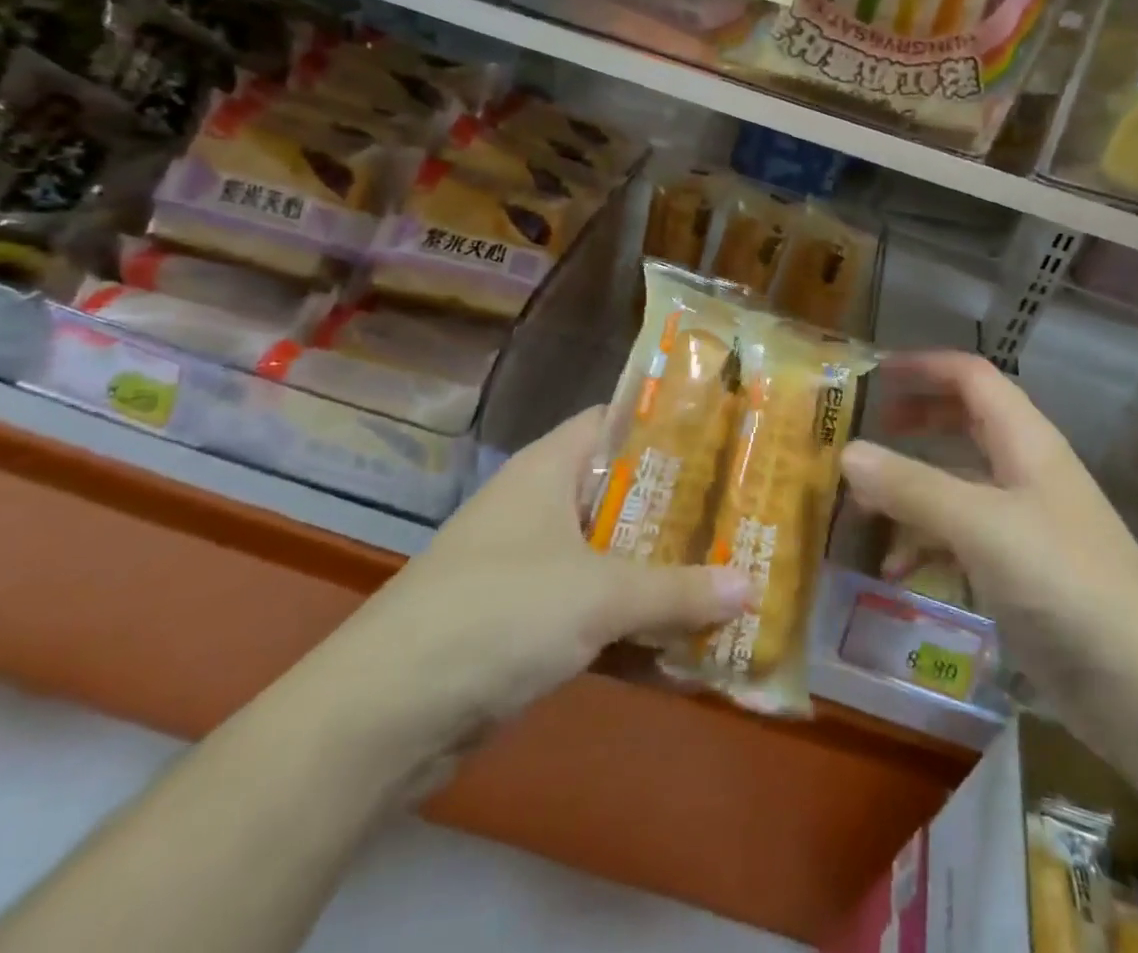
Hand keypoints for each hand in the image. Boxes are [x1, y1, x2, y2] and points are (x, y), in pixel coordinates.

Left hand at [292, 407, 750, 782]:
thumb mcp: (599, 594)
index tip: (725, 436)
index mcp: (549, 469)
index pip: (614, 422)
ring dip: (663, 574)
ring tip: (732, 574)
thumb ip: (678, 590)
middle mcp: (541, 508)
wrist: (385, 715)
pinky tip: (686, 647)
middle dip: (680, 509)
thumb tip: (752, 587)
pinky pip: (596, 613)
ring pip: (613, 558)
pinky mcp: (526, 626)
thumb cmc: (498, 613)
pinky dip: (635, 627)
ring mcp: (532, 568)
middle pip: (622, 494)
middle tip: (743, 511)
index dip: (667, 424)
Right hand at [840, 352, 1137, 748]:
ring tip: (860, 507)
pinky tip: (893, 572)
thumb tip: (846, 452)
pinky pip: (959, 538)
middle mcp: (1024, 471)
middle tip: (864, 430)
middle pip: (964, 423)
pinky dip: (924, 543)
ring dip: (910, 489)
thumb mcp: (982, 526)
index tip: (872, 373)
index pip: (971, 377)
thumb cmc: (1066, 583)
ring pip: (956, 484)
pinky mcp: (1018, 571)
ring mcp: (1022, 523)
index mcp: (1026, 440)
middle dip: (914, 421)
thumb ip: (913, 487)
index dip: (924, 366)